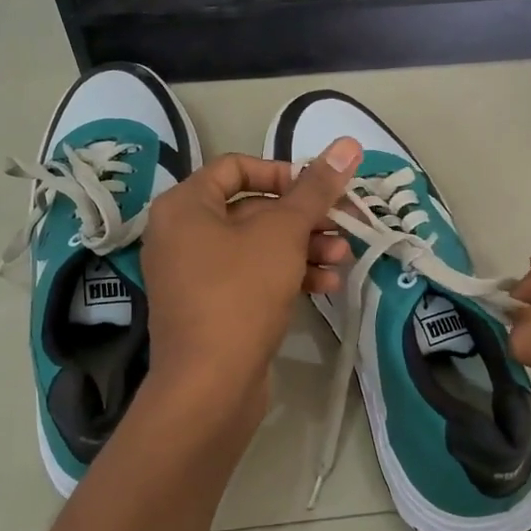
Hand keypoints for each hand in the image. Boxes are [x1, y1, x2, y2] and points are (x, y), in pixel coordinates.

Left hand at [139, 139, 361, 432]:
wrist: (209, 386)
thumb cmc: (240, 293)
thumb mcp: (283, 233)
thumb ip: (316, 189)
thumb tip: (348, 144)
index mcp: (185, 206)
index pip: (236, 167)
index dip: (283, 172)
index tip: (320, 189)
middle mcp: (182, 235)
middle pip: (253, 209)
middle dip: (304, 217)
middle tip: (345, 224)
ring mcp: (195, 275)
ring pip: (258, 247)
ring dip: (304, 247)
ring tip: (343, 258)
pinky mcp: (213, 308)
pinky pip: (253, 278)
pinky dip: (288, 275)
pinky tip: (326, 286)